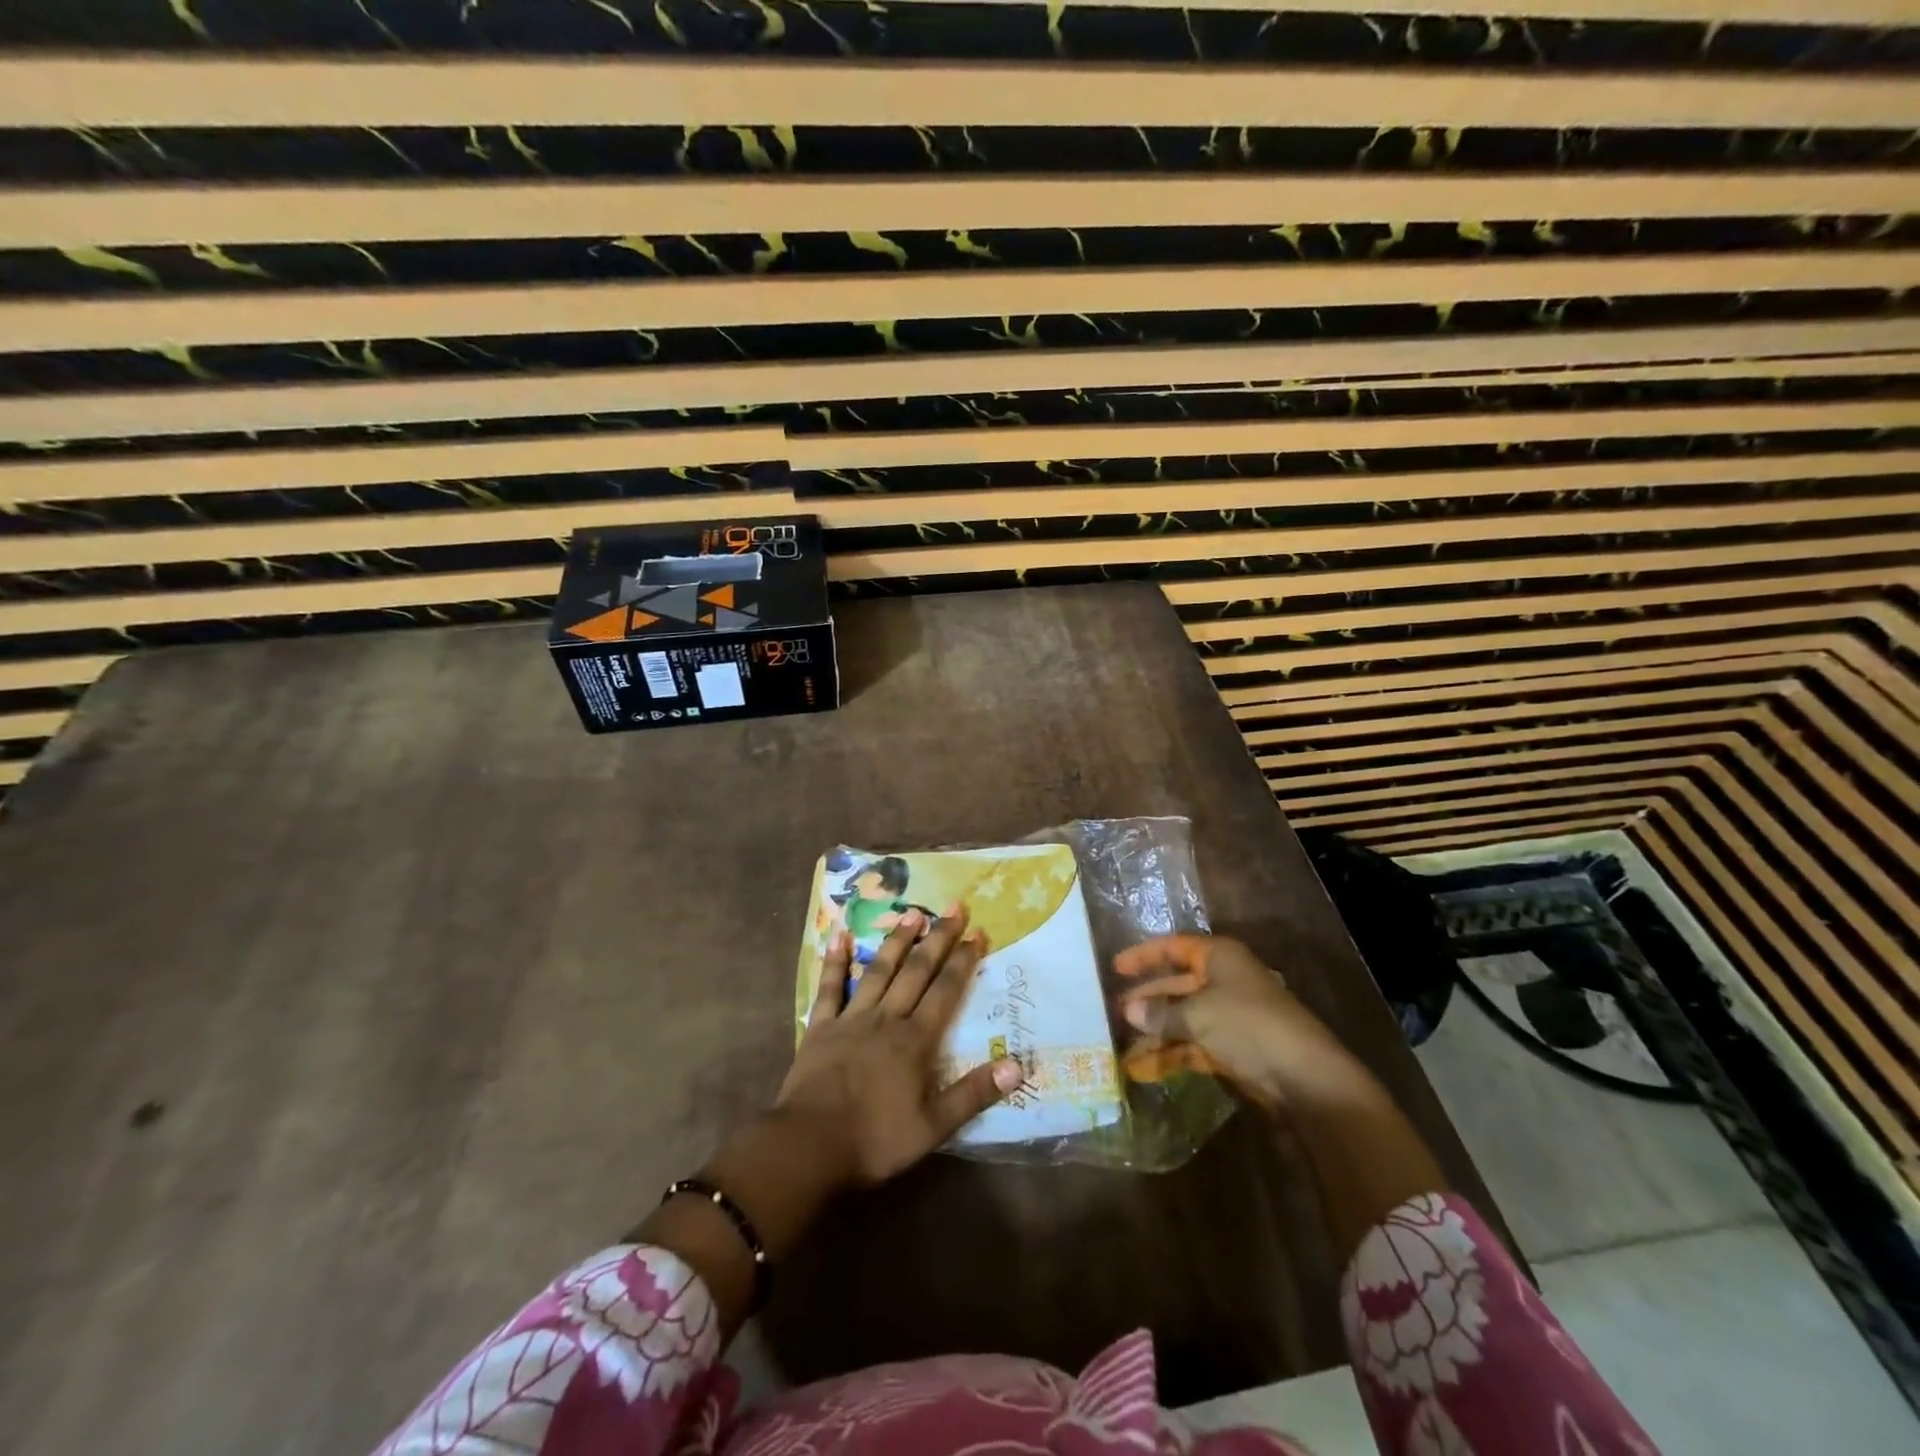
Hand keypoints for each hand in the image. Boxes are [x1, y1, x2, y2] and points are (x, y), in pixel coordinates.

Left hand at [777, 905, 1022, 1186]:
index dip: (963, 961)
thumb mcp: (933, 1127)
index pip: (945, 991)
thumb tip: (1017, 1066)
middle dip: (938, 938)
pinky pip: (829, 988)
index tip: (978, 932)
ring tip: (913, 913)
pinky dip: (834, 961)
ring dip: (897, 941)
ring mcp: (851, 1018)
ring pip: (878, 970)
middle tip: (954, 907)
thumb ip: (974, 1094)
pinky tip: (838, 935)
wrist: (809, 1146)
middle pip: (916, 971)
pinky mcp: (820, 1027)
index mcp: (915, 1040)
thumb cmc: (875, 1140)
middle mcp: (886, 1018)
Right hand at [1113, 935, 1372, 1113]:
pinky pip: (1193, 1045)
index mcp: (1219, 958)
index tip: (1115, 967)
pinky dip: (1170, 1054)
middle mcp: (1224, 981)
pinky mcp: (1234, 1049)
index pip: (1174, 948)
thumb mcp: (1198, 1015)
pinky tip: (1144, 1068)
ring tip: (1121, 1047)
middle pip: (1177, 985)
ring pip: (1183, 1018)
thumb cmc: (1248, 1026)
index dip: (1145, 956)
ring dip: (1155, 1032)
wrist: (1305, 1078)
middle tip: (1113, 1012)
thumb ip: (1160, 1013)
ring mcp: (1230, 1017)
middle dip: (1147, 999)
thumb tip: (1127, 1010)